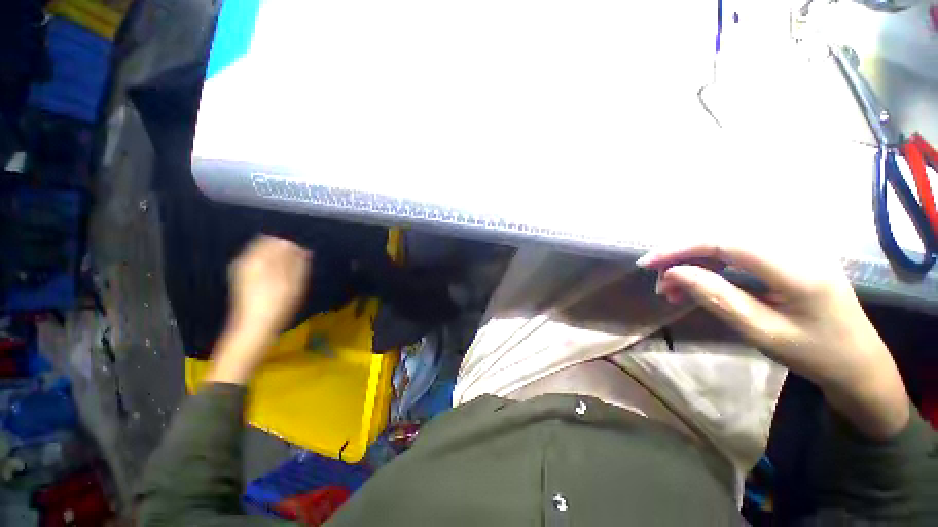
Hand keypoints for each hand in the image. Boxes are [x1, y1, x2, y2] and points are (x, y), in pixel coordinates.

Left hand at [207, 236, 311, 384]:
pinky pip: (258, 263)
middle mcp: (247, 260)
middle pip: (268, 244)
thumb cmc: (278, 304)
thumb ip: (298, 262)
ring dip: (279, 257)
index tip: (305, 252)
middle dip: (285, 249)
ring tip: (293, 269)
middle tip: (301, 260)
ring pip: (263, 254)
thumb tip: (302, 248)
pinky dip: (271, 265)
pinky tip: (280, 277)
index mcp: (259, 258)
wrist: (254, 328)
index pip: (277, 239)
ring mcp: (242, 269)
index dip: (293, 243)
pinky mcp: (242, 279)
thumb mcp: (294, 282)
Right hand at [637, 243, 908, 438]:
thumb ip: (717, 297)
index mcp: (796, 267)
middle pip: (721, 236)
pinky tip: (698, 281)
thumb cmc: (814, 353)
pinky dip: (711, 264)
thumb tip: (674, 273)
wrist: (857, 361)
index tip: (647, 264)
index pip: (724, 242)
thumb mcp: (762, 332)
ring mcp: (794, 245)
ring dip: (694, 261)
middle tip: (661, 283)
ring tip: (675, 288)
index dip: (680, 249)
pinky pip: (738, 249)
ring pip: (726, 241)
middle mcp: (796, 244)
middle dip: (682, 256)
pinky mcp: (789, 251)